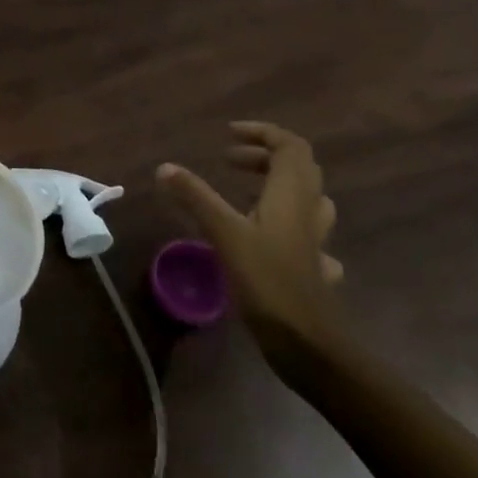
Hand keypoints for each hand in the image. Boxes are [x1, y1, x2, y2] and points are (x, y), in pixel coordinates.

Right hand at [156, 122, 344, 368]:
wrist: (308, 344)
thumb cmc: (267, 281)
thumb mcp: (224, 234)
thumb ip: (195, 197)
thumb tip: (164, 167)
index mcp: (291, 196)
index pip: (290, 146)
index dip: (262, 133)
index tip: (228, 135)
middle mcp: (307, 211)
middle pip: (298, 168)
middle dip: (264, 155)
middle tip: (228, 160)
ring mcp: (313, 240)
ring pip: (305, 198)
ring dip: (276, 185)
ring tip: (244, 190)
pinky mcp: (310, 264)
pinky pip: (303, 231)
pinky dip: (282, 220)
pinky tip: (263, 234)